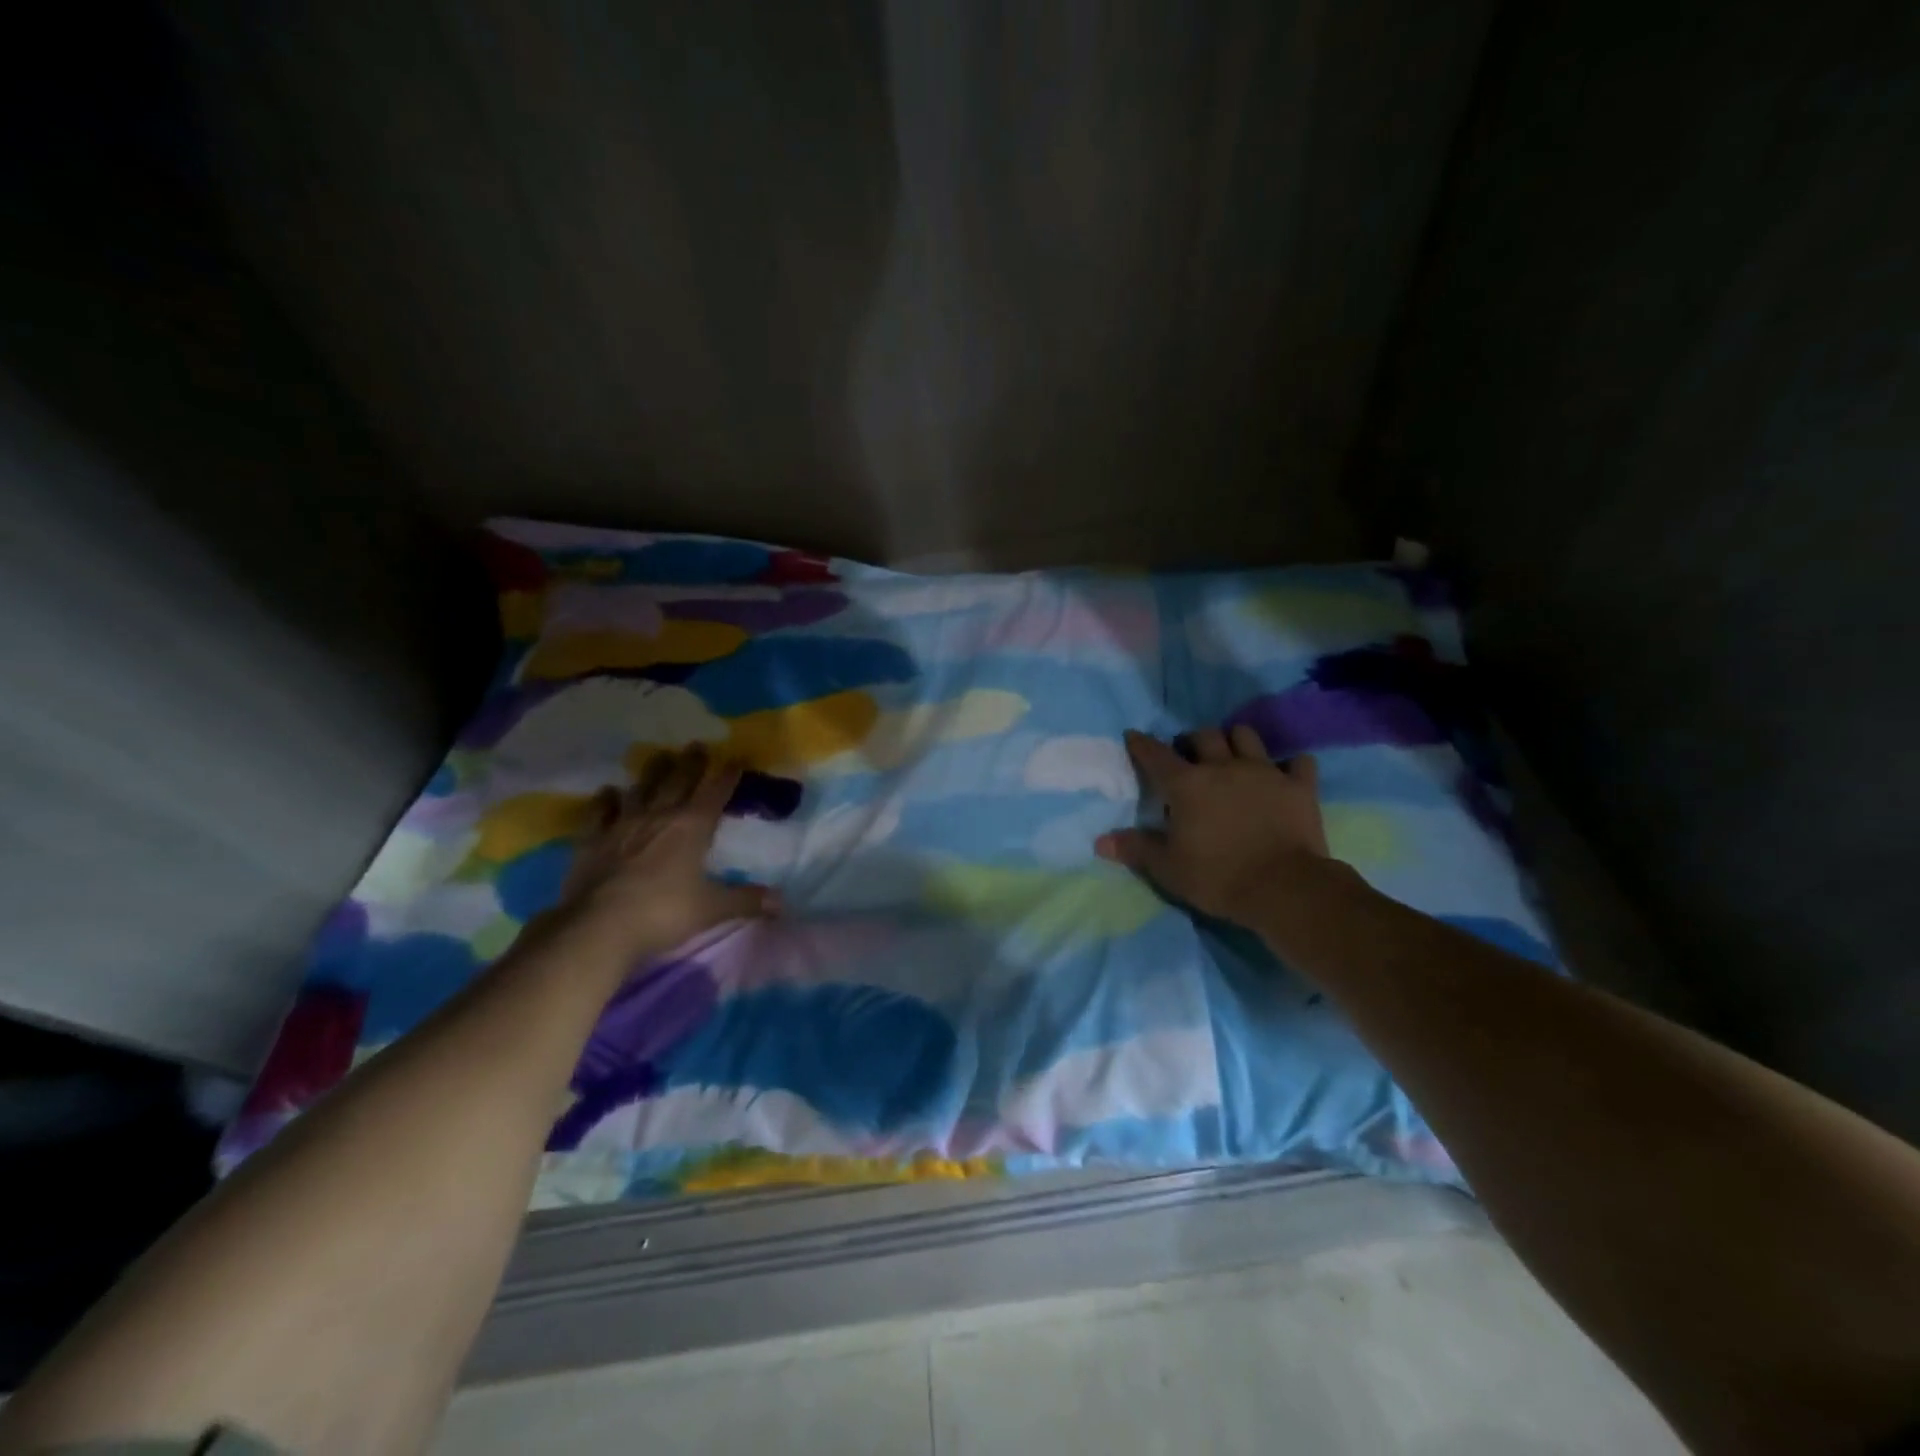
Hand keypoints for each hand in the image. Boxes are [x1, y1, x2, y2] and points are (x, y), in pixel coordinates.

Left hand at [554, 745, 776, 961]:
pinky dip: (605, 800)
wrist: (599, 926)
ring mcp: (622, 825)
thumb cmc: (663, 913)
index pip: (715, 793)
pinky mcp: (593, 840)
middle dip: (691, 763)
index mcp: (692, 827)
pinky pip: (600, 812)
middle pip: (678, 781)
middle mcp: (659, 816)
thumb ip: (746, 900)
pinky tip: (609, 791)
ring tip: (661, 755)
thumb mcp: (712, 909)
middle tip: (697, 744)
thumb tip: (781, 901)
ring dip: (653, 771)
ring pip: (641, 789)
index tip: (736, 759)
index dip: (728, 775)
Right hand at [1096, 727, 1345, 931]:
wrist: (1284, 888)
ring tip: (1232, 756)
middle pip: (1204, 735)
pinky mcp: (1299, 786)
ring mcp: (1264, 773)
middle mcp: (1223, 767)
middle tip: (1189, 756)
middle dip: (1192, 740)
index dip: (1141, 744)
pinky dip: (1289, 765)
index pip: (1156, 755)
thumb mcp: (1168, 868)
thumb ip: (1135, 849)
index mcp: (1186, 785)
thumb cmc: (1218, 877)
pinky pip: (1298, 762)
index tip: (1133, 736)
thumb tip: (1099, 842)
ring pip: (1246, 736)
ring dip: (1235, 741)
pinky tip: (1284, 774)